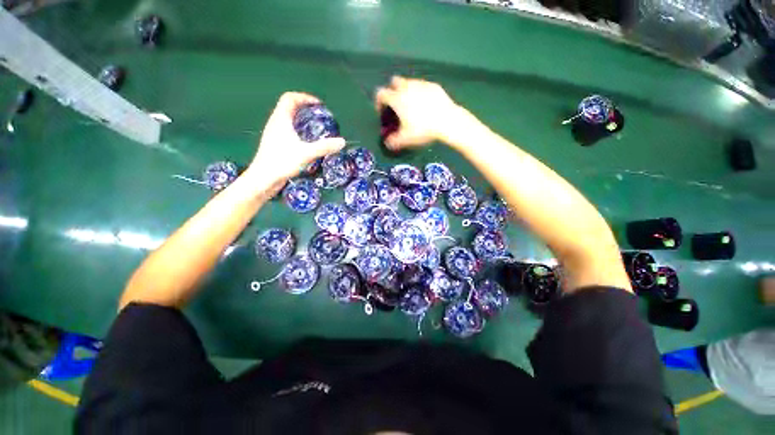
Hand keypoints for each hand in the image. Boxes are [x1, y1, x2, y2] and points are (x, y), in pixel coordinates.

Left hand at [248, 92, 344, 183]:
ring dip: (301, 119)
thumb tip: (342, 141)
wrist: (263, 179)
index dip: (304, 97)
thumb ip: (324, 147)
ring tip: (315, 128)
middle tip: (319, 116)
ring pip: (288, 119)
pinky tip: (306, 142)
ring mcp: (274, 134)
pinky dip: (298, 130)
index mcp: (281, 119)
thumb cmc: (282, 162)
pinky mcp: (275, 144)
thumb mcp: (306, 154)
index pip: (290, 98)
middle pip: (289, 107)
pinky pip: (287, 130)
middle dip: (305, 108)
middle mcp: (276, 123)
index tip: (318, 105)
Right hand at [375, 76, 463, 150]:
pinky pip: (422, 86)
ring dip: (406, 91)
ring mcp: (421, 84)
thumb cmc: (423, 129)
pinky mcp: (433, 85)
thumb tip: (387, 143)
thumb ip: (393, 141)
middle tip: (397, 105)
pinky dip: (420, 92)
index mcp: (397, 99)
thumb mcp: (406, 139)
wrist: (447, 121)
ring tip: (412, 105)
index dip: (379, 102)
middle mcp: (407, 87)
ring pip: (409, 82)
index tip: (382, 111)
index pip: (381, 93)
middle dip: (392, 91)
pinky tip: (426, 104)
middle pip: (394, 82)